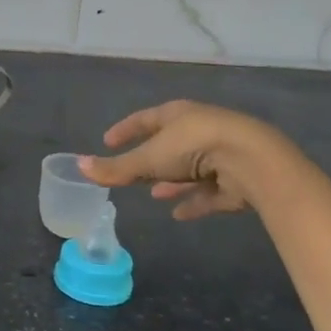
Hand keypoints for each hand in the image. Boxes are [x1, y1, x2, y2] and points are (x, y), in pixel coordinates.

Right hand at [79, 101, 287, 220]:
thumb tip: (79, 166)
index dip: (125, 130)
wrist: (252, 161)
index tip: (107, 141)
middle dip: (151, 159)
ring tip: (155, 195)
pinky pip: (209, 191)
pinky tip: (180, 214)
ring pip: (190, 169)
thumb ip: (116, 168)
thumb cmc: (194, 148)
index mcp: (177, 115)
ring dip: (173, 182)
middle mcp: (199, 129)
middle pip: (169, 145)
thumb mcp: (148, 159)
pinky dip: (194, 201)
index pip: (144, 119)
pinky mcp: (236, 179)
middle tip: (132, 174)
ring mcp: (220, 154)